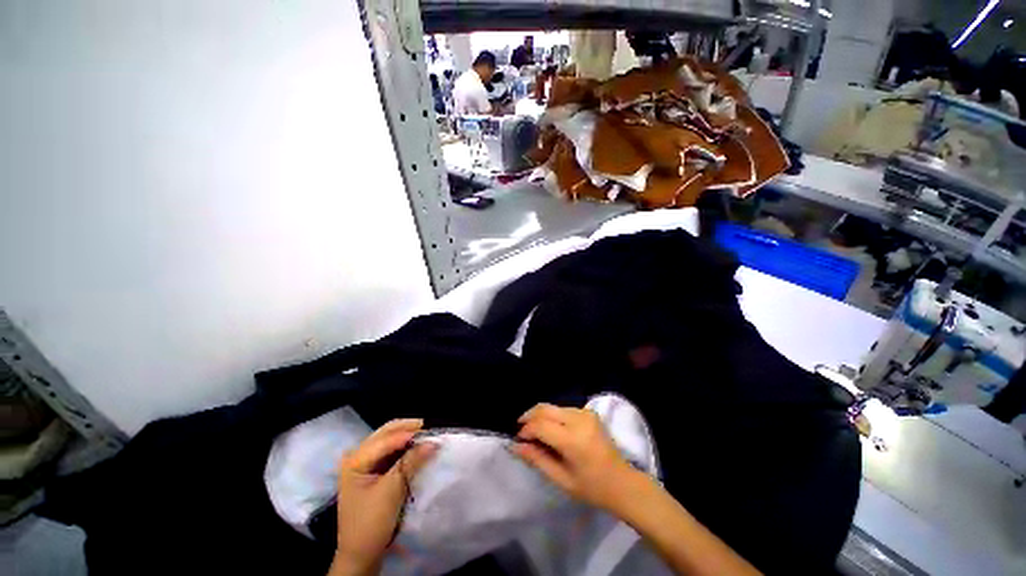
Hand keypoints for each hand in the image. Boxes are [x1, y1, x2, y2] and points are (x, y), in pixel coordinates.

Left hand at [330, 419, 437, 575]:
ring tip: (427, 436)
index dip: (408, 433)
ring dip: (408, 436)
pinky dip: (405, 448)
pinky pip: (390, 451)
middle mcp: (357, 456)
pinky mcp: (372, 472)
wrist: (361, 555)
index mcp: (355, 460)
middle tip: (430, 429)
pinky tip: (417, 447)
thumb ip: (411, 462)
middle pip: (386, 433)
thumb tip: (434, 441)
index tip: (431, 432)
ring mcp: (364, 463)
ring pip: (389, 440)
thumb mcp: (392, 491)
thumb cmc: (371, 523)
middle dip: (408, 429)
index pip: (385, 439)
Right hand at [511, 403, 638, 512]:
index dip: (526, 430)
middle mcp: (578, 419)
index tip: (518, 440)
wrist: (623, 482)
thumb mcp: (562, 479)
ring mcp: (585, 413)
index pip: (540, 425)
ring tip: (535, 433)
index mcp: (573, 440)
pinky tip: (551, 430)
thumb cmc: (592, 488)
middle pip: (544, 409)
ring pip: (553, 407)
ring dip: (540, 416)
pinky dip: (552, 416)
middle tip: (522, 431)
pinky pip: (563, 409)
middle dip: (529, 417)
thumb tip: (515, 446)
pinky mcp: (589, 412)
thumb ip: (537, 459)